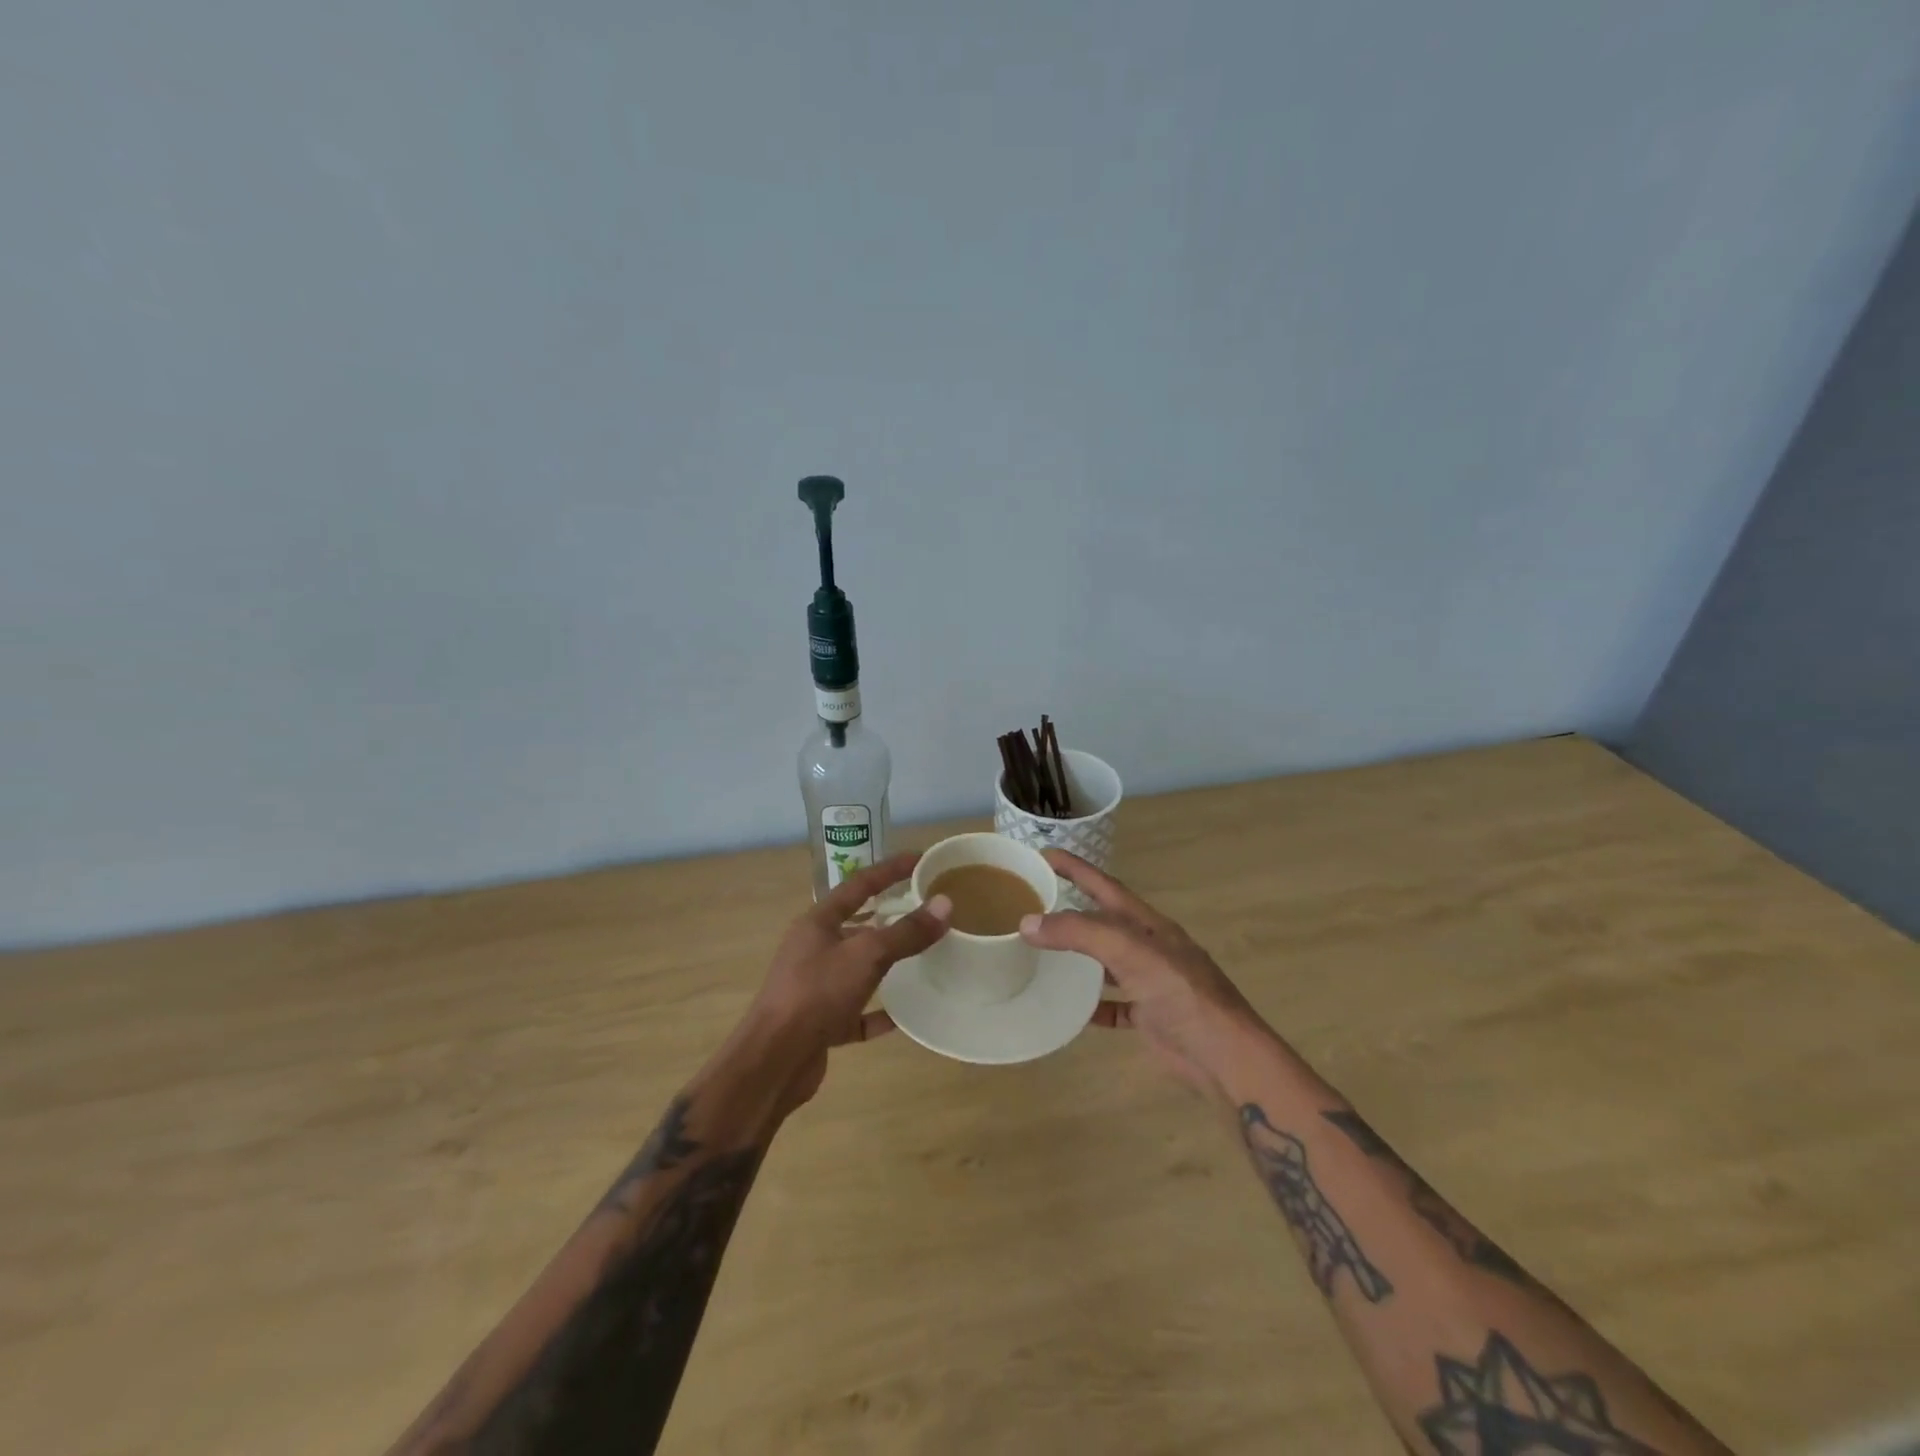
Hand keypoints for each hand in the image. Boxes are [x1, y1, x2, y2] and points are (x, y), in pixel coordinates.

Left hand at [743, 853, 951, 1114]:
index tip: (921, 859)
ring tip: (922, 956)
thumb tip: (945, 904)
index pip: (859, 884)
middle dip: (890, 916)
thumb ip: (906, 932)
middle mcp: (814, 949)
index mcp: (818, 923)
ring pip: (858, 968)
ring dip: (886, 963)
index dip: (890, 869)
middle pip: (857, 925)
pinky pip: (857, 1012)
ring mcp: (816, 987)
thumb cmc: (817, 993)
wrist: (774, 1062)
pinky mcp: (822, 1023)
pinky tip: (904, 1017)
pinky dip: (879, 1013)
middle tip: (927, 909)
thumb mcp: (866, 956)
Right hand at [1019, 851, 1262, 1096]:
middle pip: (1104, 920)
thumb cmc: (1181, 993)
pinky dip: (1092, 1004)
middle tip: (1036, 902)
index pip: (1104, 886)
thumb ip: (1080, 934)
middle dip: (1072, 908)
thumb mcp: (1129, 953)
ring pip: (1107, 961)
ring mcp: (1151, 981)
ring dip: (1079, 954)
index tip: (1044, 854)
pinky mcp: (1150, 1016)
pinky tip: (1071, 1008)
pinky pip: (1114, 1004)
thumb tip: (1028, 922)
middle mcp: (1149, 947)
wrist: (1225, 1055)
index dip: (1076, 868)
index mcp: (1147, 924)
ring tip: (1044, 951)